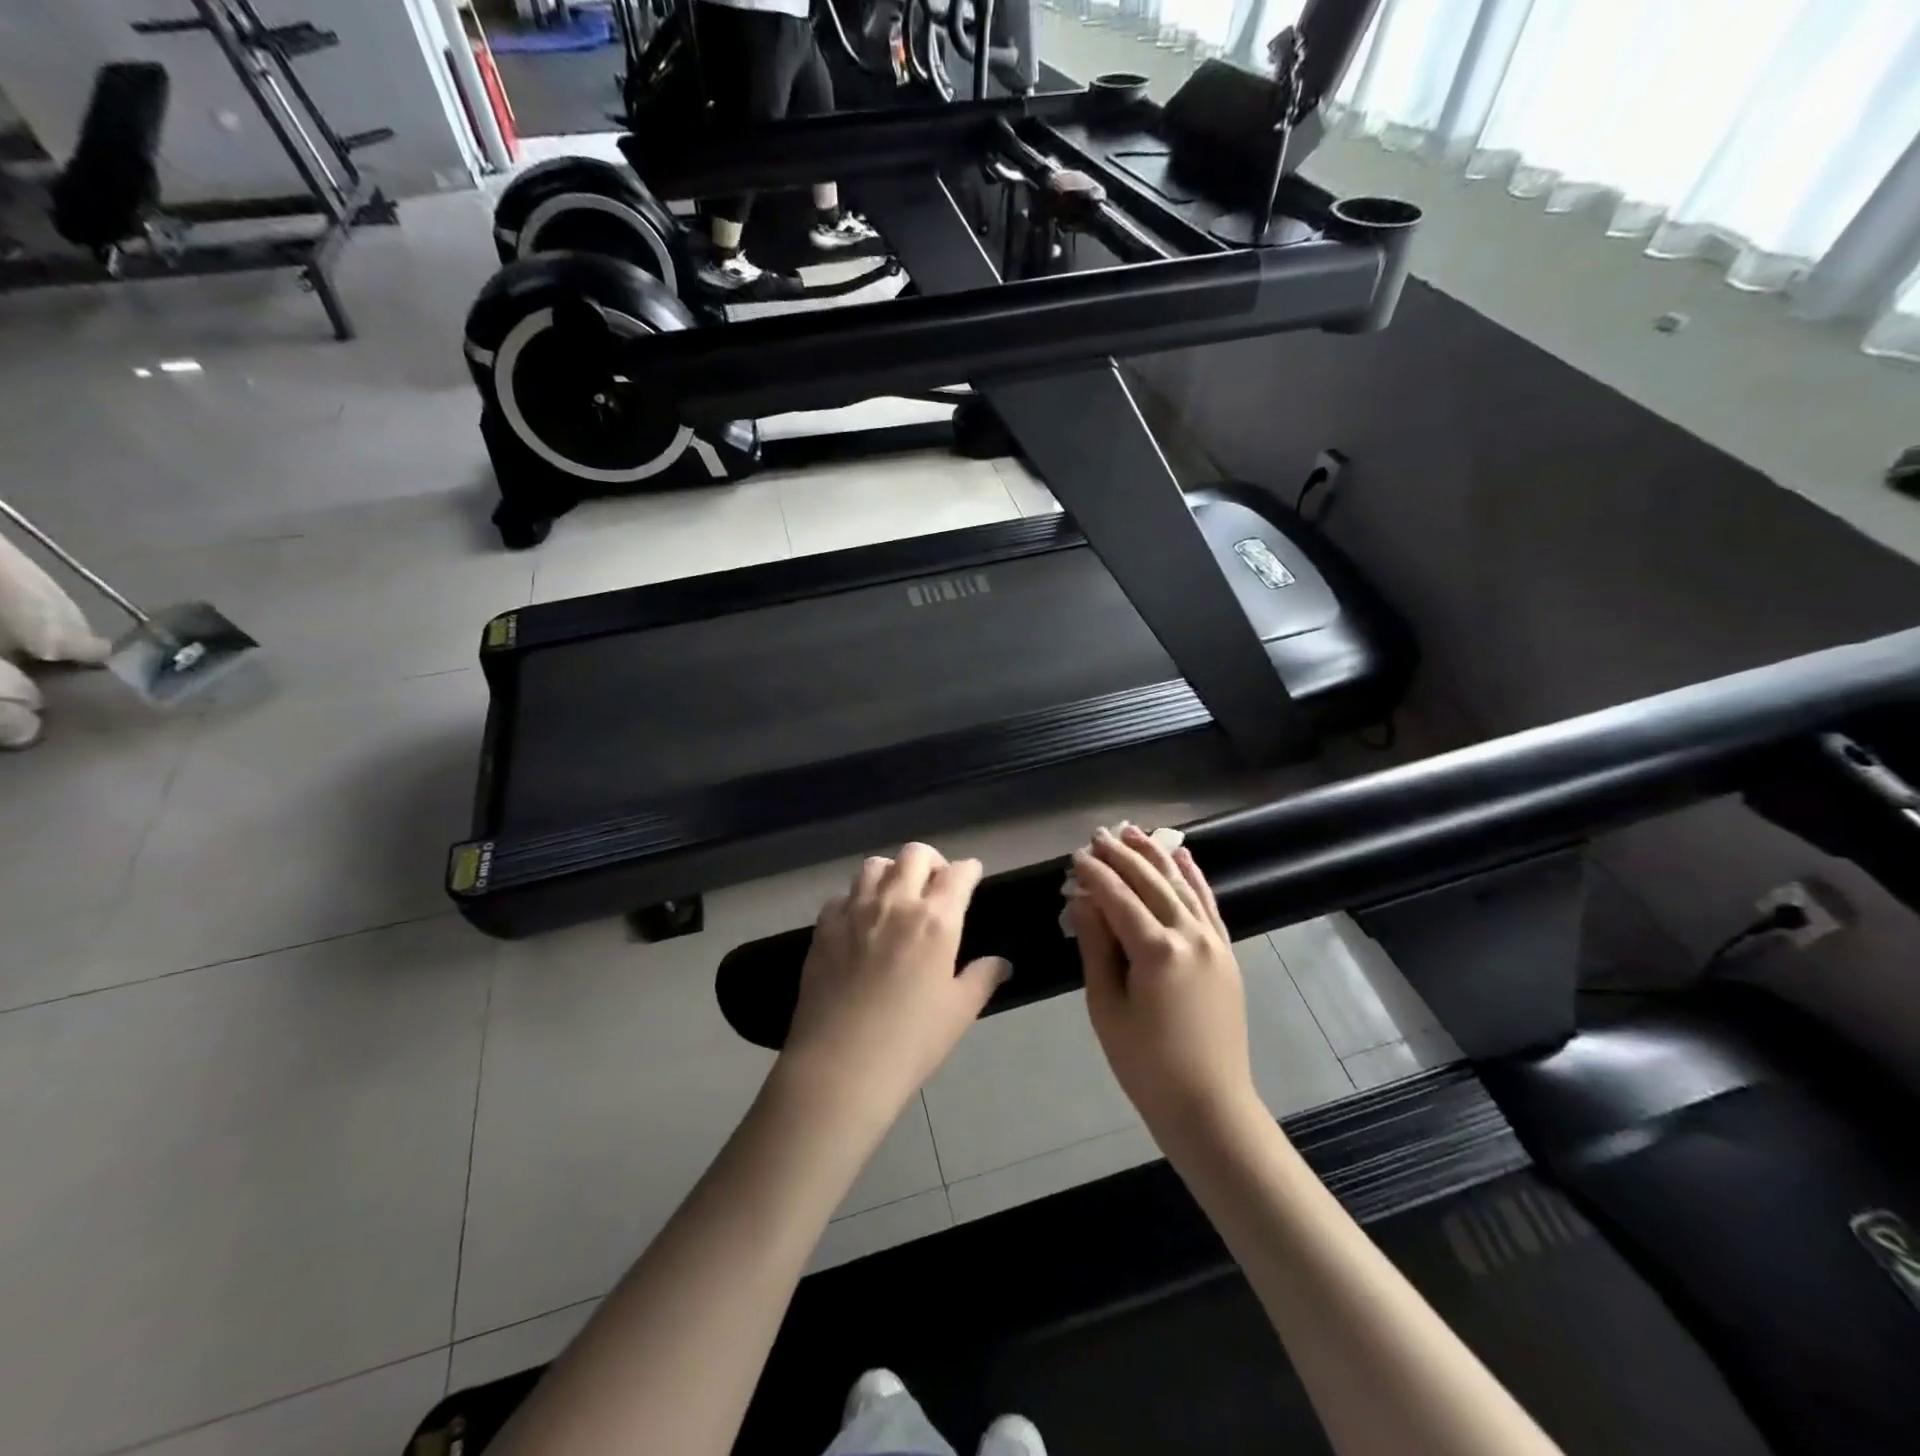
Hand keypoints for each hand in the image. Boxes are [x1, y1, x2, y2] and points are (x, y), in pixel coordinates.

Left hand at [779, 843, 1008, 1127]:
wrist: (840, 1067)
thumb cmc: (910, 1042)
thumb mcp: (959, 1012)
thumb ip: (982, 978)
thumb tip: (1001, 963)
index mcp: (936, 920)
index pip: (958, 873)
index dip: (968, 870)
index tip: (971, 875)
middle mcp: (896, 902)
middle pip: (914, 854)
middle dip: (931, 861)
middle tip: (935, 884)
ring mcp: (855, 911)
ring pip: (874, 865)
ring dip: (891, 873)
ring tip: (896, 896)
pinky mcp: (824, 926)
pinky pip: (842, 895)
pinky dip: (856, 899)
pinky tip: (860, 922)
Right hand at [1071, 825, 1259, 1139]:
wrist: (1208, 1105)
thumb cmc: (1145, 1063)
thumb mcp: (1106, 1006)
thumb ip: (1096, 946)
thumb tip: (1083, 900)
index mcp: (1156, 950)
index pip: (1118, 897)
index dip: (1094, 874)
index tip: (1075, 856)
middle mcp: (1190, 935)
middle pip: (1151, 882)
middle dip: (1122, 855)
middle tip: (1098, 835)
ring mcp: (1214, 942)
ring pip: (1181, 885)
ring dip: (1156, 856)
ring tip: (1133, 832)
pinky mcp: (1227, 952)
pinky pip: (1209, 904)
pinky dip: (1194, 878)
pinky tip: (1183, 857)